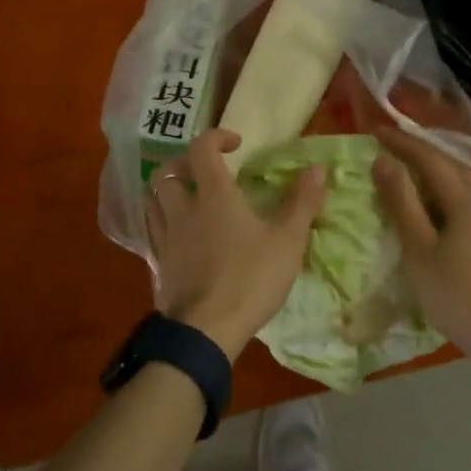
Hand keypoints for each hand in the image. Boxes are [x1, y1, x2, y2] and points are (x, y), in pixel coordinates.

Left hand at [146, 129, 325, 358]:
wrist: (205, 332)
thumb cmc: (250, 279)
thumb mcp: (287, 241)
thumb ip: (302, 202)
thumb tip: (317, 168)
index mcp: (213, 195)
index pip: (201, 149)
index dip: (216, 138)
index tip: (236, 145)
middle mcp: (182, 209)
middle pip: (167, 172)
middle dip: (185, 164)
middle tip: (207, 172)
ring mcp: (165, 237)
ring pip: (153, 200)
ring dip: (169, 191)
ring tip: (190, 199)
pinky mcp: (158, 264)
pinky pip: (154, 231)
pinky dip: (165, 222)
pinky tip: (182, 236)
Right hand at [372, 127, 470, 366]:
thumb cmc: (460, 296)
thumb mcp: (419, 250)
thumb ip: (401, 202)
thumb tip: (383, 160)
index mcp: (466, 198)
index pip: (429, 156)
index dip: (401, 142)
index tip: (375, 131)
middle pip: (450, 166)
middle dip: (419, 155)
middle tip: (389, 152)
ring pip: (464, 185)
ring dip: (436, 176)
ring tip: (410, 181)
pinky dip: (450, 197)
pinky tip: (441, 214)